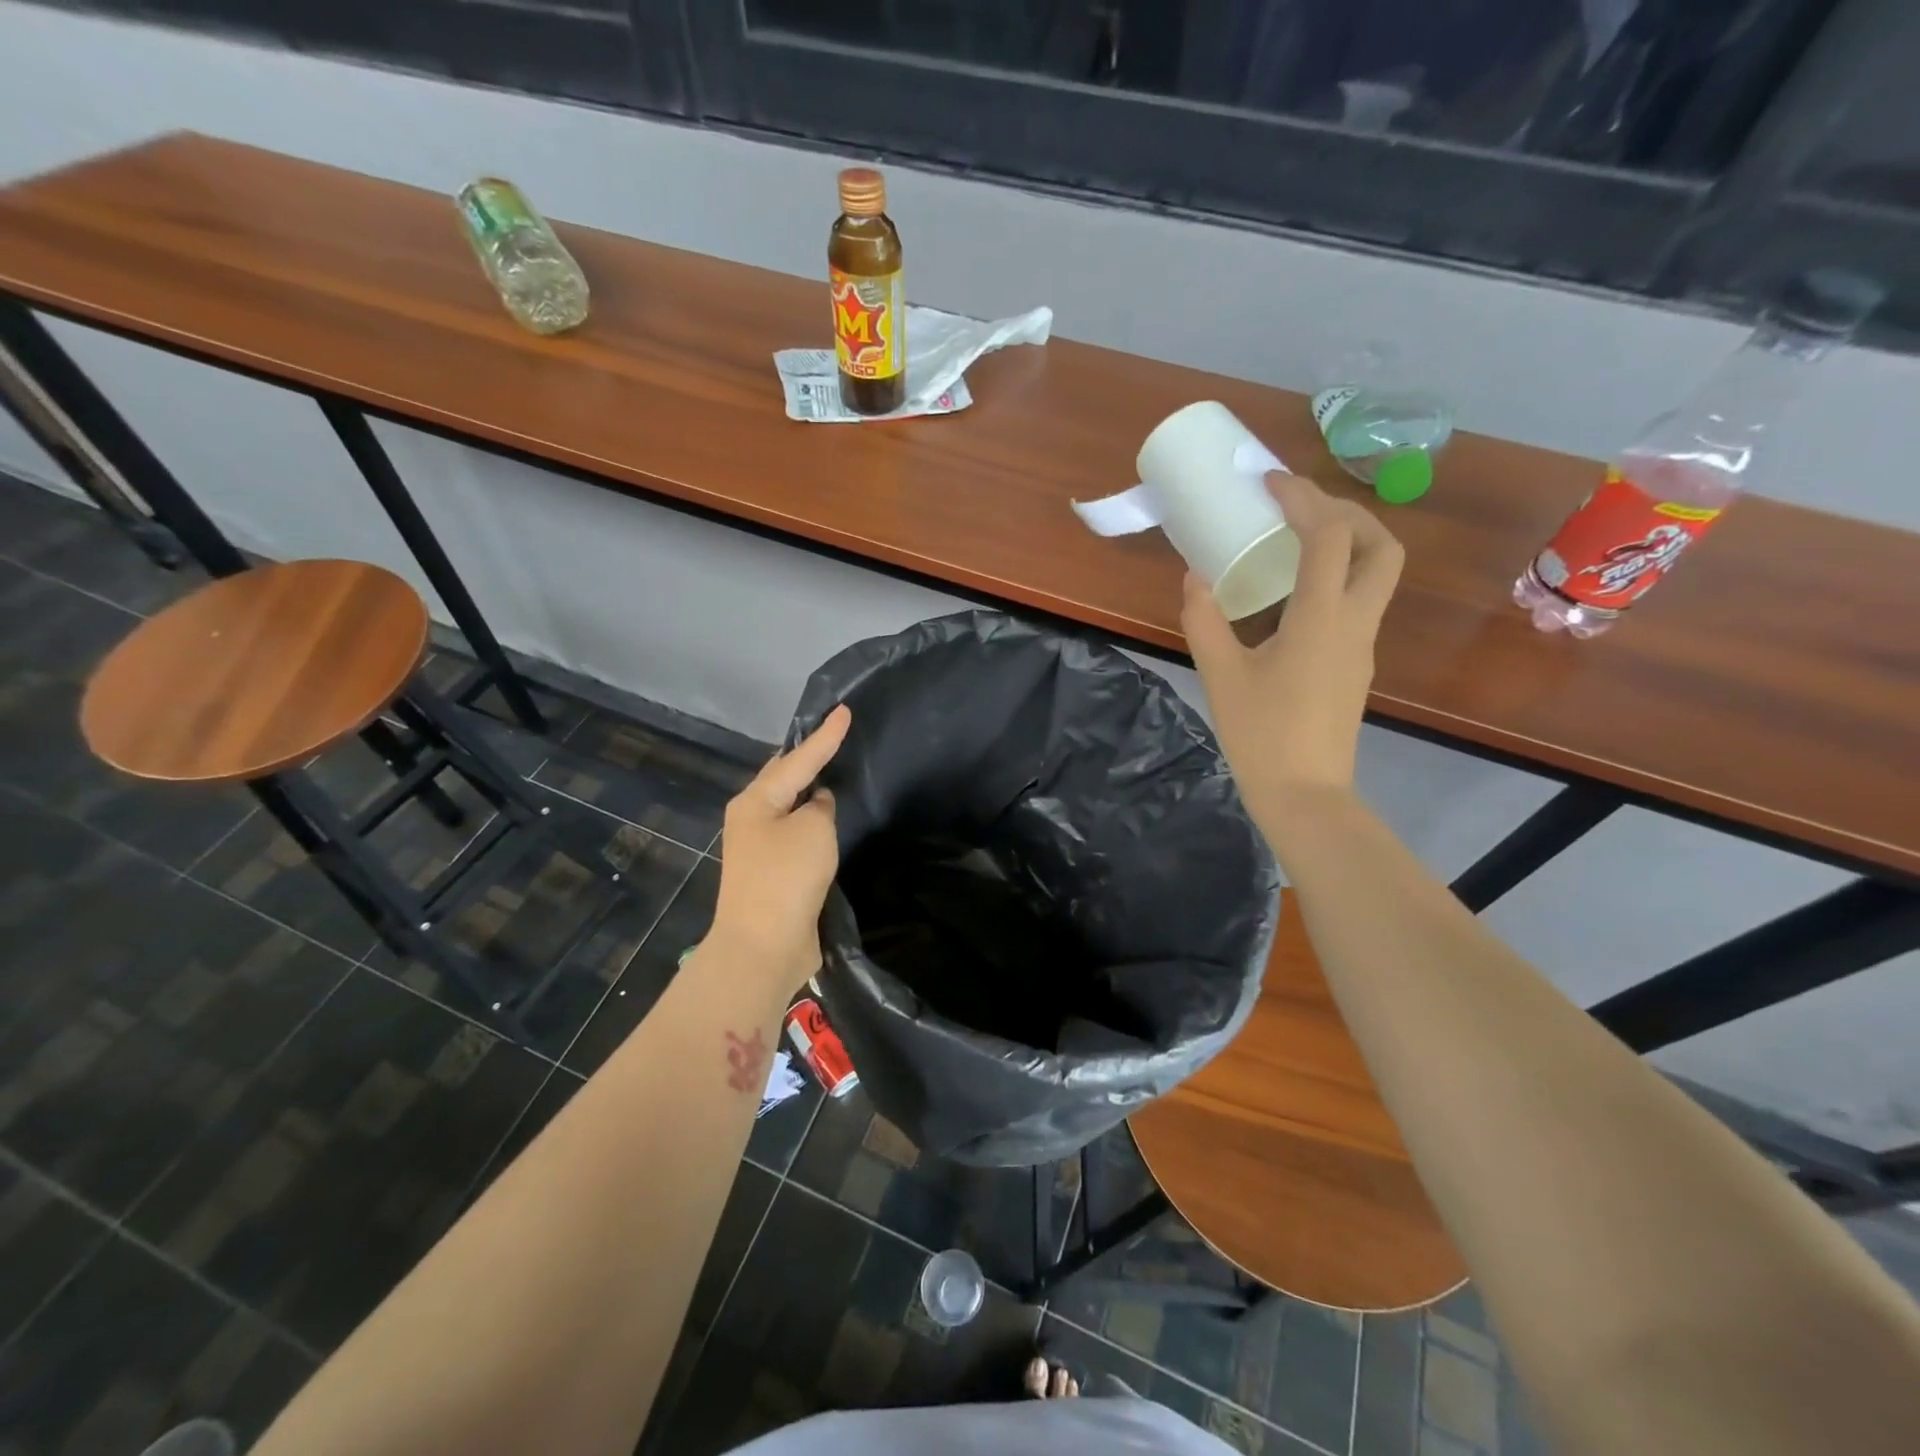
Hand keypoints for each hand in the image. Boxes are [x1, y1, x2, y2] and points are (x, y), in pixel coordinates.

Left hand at [709, 705, 851, 994]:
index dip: (826, 735)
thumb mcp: (813, 830)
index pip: (798, 758)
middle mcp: (752, 818)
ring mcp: (760, 847)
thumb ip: (821, 806)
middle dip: (808, 757)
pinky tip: (830, 817)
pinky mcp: (773, 872)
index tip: (845, 710)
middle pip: (785, 778)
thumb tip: (818, 805)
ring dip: (810, 790)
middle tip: (835, 734)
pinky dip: (813, 821)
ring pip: (790, 806)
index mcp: (756, 800)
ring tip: (836, 769)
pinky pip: (797, 834)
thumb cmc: (786, 878)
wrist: (762, 947)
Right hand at [1182, 474, 1402, 828]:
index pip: (1329, 537)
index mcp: (1321, 619)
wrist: (1304, 794)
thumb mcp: (1221, 675)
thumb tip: (1195, 576)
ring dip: (1347, 542)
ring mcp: (1361, 645)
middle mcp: (1355, 623)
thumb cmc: (1261, 734)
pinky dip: (1336, 575)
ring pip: (1377, 573)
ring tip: (1296, 540)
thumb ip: (1205, 620)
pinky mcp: (1354, 663)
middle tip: (1299, 509)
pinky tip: (1292, 593)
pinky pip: (1359, 600)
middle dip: (1346, 513)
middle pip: (1381, 546)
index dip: (1303, 499)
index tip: (1270, 484)